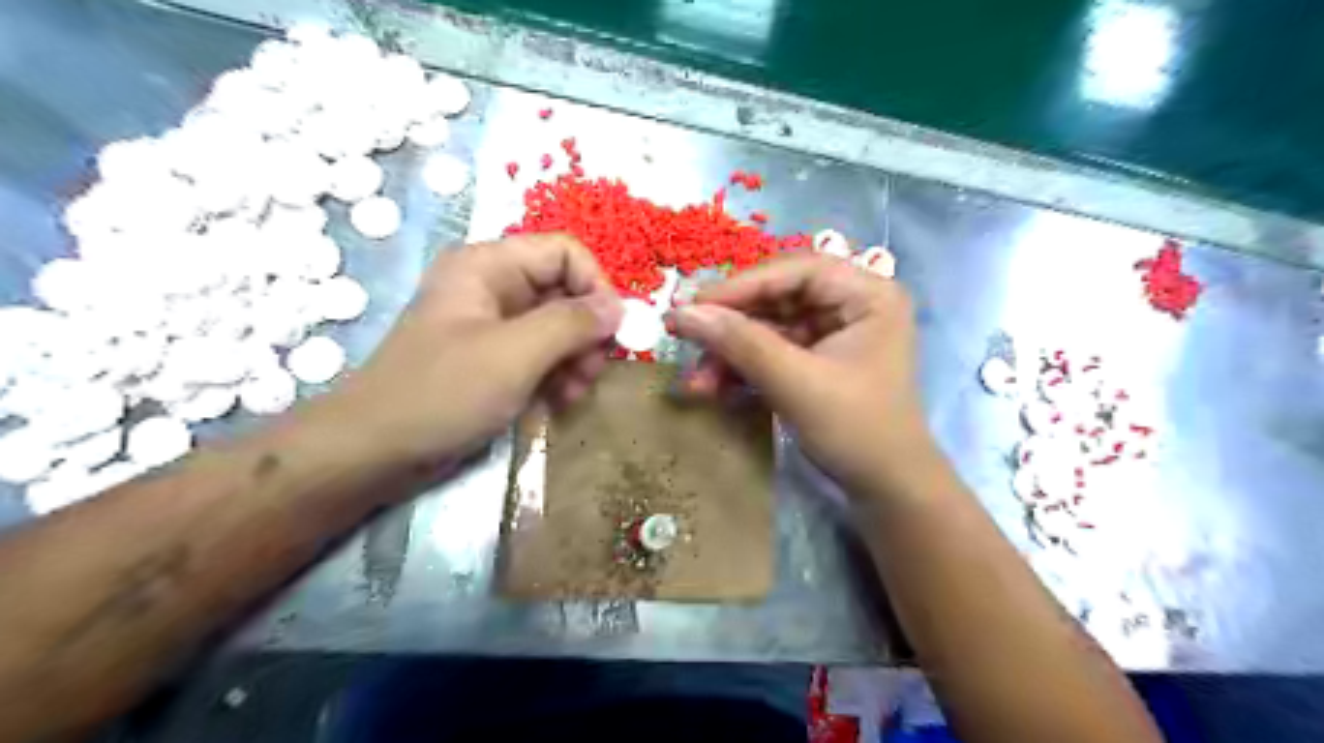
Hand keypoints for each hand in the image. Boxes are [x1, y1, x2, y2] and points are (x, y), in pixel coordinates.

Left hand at [327, 232, 623, 462]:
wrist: (374, 452)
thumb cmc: (442, 393)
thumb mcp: (514, 355)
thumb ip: (572, 324)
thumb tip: (620, 308)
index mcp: (489, 266)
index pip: (565, 253)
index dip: (596, 286)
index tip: (612, 333)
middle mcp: (493, 287)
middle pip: (566, 290)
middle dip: (586, 331)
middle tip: (591, 372)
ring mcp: (493, 325)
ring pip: (559, 326)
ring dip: (576, 359)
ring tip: (573, 394)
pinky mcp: (494, 359)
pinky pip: (542, 354)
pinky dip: (557, 375)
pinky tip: (558, 402)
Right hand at [673, 256, 929, 494]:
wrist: (886, 490)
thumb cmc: (856, 431)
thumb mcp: (796, 384)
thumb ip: (740, 344)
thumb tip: (681, 313)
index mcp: (868, 295)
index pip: (796, 271)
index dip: (741, 285)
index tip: (693, 304)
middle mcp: (852, 303)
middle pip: (778, 296)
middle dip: (731, 324)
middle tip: (684, 334)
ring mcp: (834, 332)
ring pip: (768, 326)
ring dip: (730, 352)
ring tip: (697, 381)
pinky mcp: (817, 359)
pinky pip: (772, 351)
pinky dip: (743, 367)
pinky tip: (714, 386)